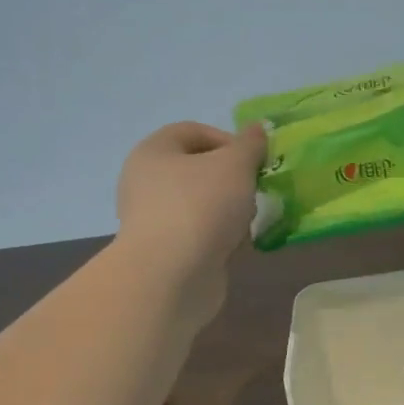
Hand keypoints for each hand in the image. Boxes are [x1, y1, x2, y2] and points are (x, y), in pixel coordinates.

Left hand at [115, 121, 266, 323]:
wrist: (171, 276)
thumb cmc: (201, 206)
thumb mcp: (235, 165)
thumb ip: (250, 144)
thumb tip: (257, 128)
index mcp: (154, 151)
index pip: (194, 131)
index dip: (229, 141)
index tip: (255, 161)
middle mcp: (146, 181)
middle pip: (199, 169)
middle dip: (233, 179)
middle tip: (254, 192)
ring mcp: (153, 218)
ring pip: (202, 203)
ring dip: (229, 210)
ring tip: (247, 223)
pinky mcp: (164, 251)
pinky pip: (199, 233)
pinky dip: (219, 236)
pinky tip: (234, 246)